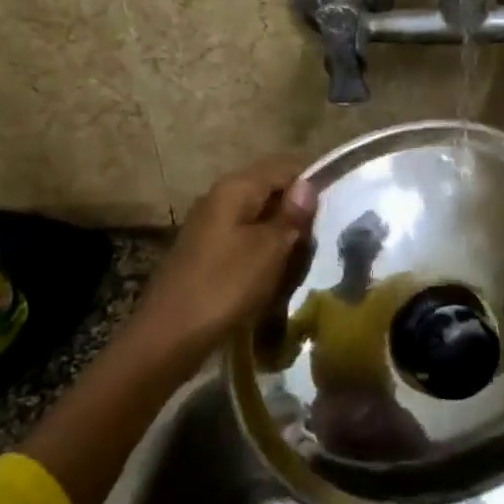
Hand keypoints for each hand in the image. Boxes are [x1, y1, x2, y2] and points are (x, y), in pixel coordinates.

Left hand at [126, 157, 317, 370]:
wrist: (168, 337)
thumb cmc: (224, 287)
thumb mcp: (268, 249)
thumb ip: (291, 215)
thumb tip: (308, 184)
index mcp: (235, 188)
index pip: (284, 167)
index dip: (311, 184)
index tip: (335, 210)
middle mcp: (219, 197)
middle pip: (270, 191)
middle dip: (297, 212)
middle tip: (320, 239)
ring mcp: (210, 226)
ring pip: (258, 217)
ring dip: (281, 234)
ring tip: (303, 258)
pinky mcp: (206, 252)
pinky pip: (244, 240)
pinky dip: (263, 251)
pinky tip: (275, 274)